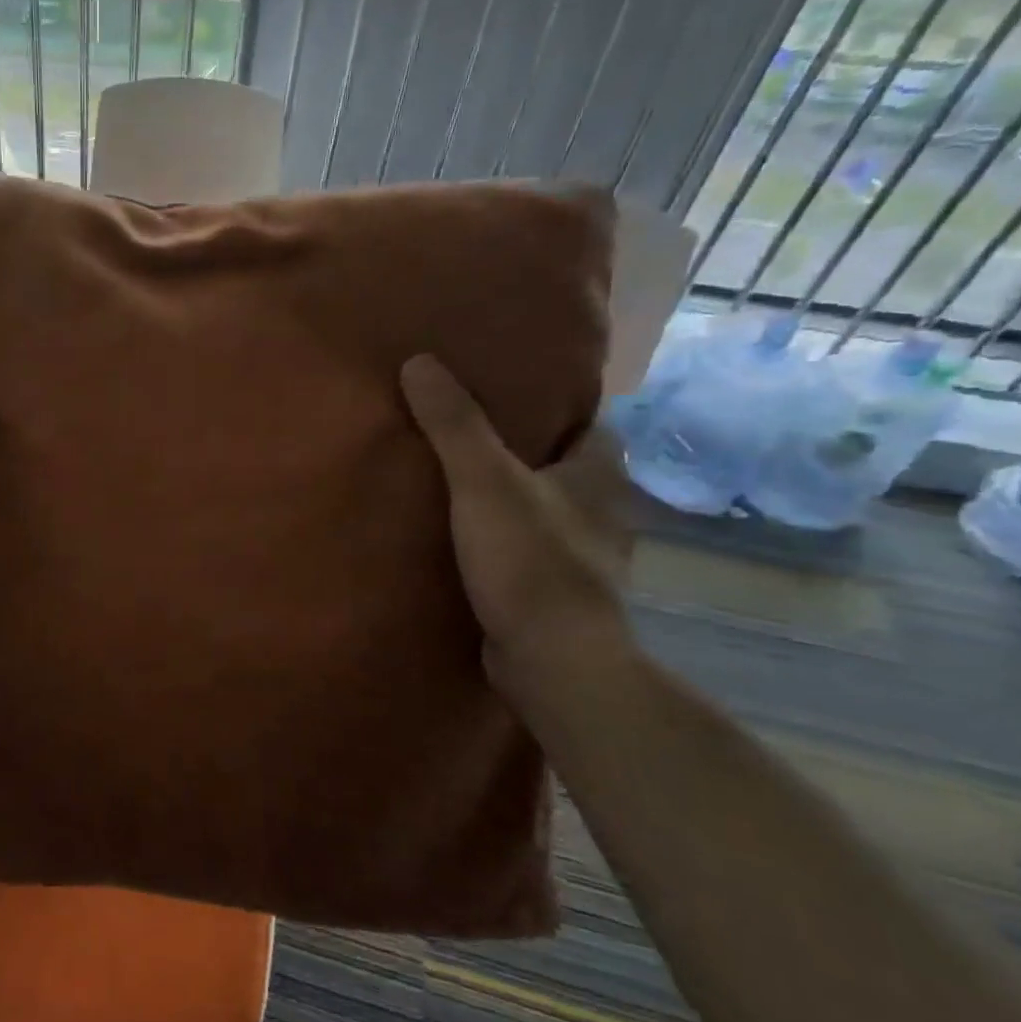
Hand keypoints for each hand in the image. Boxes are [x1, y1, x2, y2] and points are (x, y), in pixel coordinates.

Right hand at [400, 355, 629, 667]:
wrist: (552, 660)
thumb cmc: (530, 560)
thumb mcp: (484, 481)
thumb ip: (454, 424)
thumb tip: (420, 361)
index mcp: (598, 475)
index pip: (592, 423)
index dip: (558, 405)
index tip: (511, 392)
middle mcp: (600, 512)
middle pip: (565, 467)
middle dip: (526, 451)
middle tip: (467, 433)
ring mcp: (580, 557)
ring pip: (545, 511)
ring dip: (512, 500)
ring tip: (456, 483)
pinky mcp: (554, 594)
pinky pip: (525, 551)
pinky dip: (501, 541)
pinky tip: (462, 540)